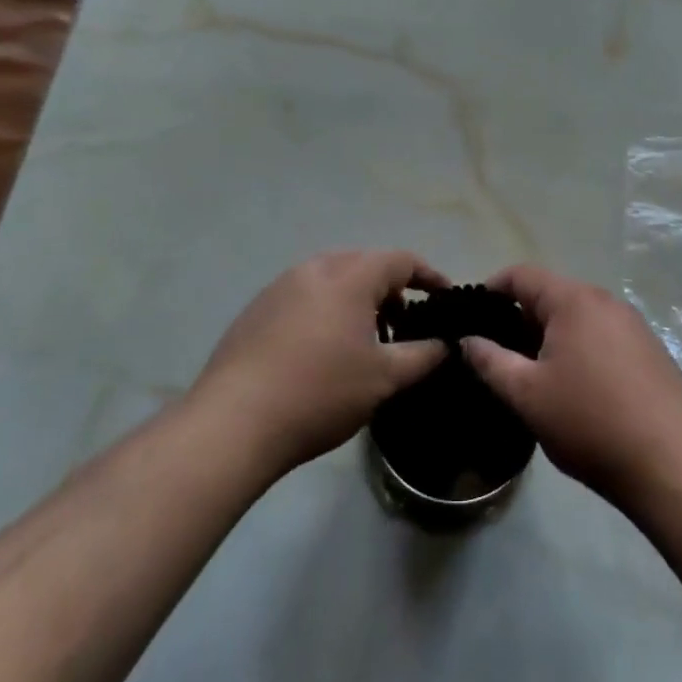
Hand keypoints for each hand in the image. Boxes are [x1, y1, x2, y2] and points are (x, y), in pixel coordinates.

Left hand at [190, 250, 448, 478]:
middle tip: (404, 325)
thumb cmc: (320, 392)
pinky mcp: (257, 308)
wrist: (233, 421)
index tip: (445, 298)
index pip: (401, 260)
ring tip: (365, 342)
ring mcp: (281, 285)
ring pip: (333, 279)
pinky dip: (326, 310)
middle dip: (391, 289)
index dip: (429, 276)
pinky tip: (323, 351)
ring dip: (357, 300)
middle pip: (365, 264)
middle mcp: (315, 268)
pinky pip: (305, 295)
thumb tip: (448, 344)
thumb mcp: (384, 379)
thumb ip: (424, 355)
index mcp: (350, 276)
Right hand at [462, 264, 681, 511]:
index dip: (491, 290)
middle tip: (497, 355)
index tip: (472, 319)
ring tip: (531, 375)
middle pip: (551, 295)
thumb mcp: (528, 395)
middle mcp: (605, 300)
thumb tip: (468, 339)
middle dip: (520, 319)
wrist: (675, 466)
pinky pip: (601, 336)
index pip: (521, 275)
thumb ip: (490, 361)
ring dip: (549, 337)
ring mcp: (633, 325)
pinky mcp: (650, 351)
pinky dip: (578, 349)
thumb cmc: (591, 422)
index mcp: (574, 300)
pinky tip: (574, 389)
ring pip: (577, 318)